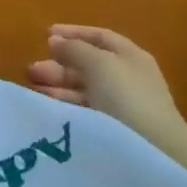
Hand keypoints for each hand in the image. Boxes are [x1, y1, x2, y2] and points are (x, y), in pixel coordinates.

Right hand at [28, 26, 181, 140]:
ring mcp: (121, 107)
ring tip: (33, 87)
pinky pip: (84, 111)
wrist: (154, 153)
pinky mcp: (113, 131)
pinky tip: (48, 108)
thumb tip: (54, 40)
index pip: (99, 37)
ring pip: (84, 89)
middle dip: (59, 64)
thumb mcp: (98, 64)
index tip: (45, 35)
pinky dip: (65, 106)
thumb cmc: (127, 98)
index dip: (73, 33)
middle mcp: (127, 79)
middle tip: (32, 69)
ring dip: (58, 86)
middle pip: (88, 65)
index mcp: (130, 57)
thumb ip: (74, 49)